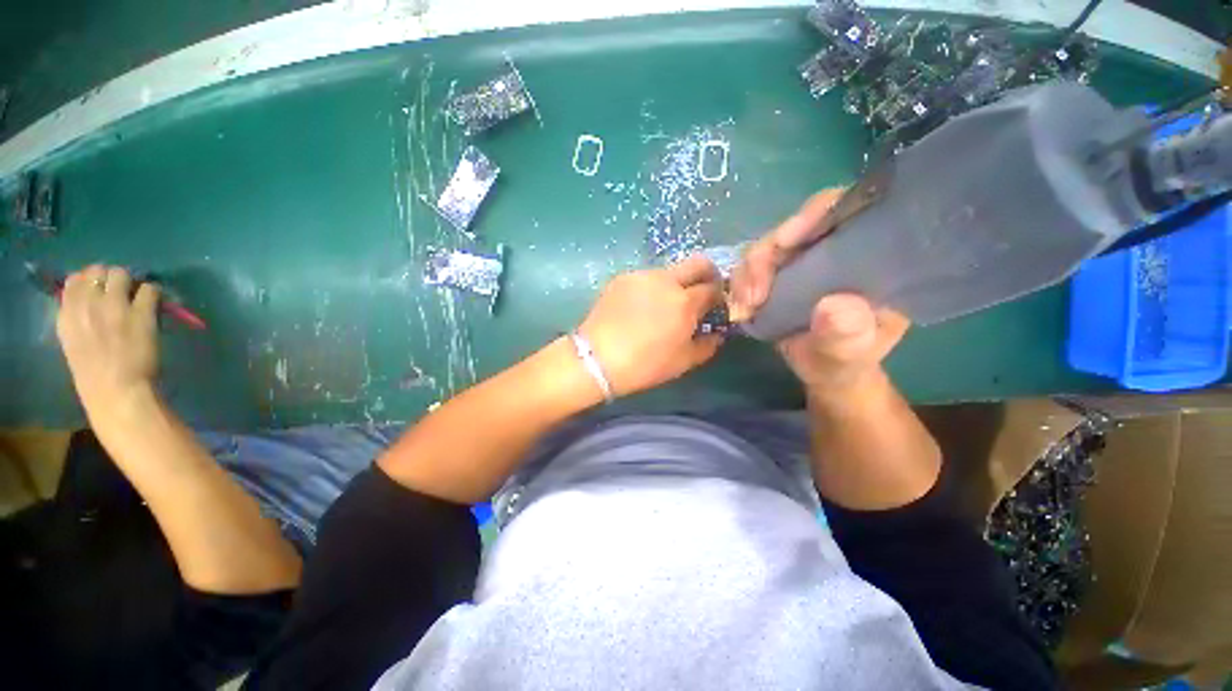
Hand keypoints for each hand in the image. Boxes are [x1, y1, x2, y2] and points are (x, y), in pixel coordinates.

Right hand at [56, 265, 161, 411]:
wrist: (116, 390)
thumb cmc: (94, 375)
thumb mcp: (73, 341)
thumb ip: (78, 318)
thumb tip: (90, 300)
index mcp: (66, 315)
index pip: (73, 280)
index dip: (90, 280)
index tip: (99, 288)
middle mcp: (87, 304)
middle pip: (98, 271)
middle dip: (110, 277)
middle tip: (121, 290)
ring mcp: (114, 306)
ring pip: (122, 274)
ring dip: (131, 282)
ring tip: (136, 296)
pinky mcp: (140, 313)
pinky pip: (149, 289)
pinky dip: (152, 293)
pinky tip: (153, 305)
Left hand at [579, 255, 723, 396]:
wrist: (597, 358)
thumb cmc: (645, 364)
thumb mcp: (682, 362)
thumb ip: (707, 345)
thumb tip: (716, 334)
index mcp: (685, 301)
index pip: (713, 288)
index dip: (719, 297)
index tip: (715, 307)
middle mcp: (666, 280)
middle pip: (698, 263)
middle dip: (707, 275)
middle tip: (701, 293)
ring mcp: (642, 276)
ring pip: (670, 270)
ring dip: (676, 283)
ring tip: (664, 305)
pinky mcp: (622, 278)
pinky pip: (646, 278)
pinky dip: (652, 288)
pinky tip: (641, 307)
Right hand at [729, 190, 908, 392]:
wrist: (825, 372)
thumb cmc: (847, 361)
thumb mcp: (852, 353)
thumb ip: (847, 335)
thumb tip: (832, 306)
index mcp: (868, 255)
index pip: (844, 211)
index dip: (812, 215)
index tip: (784, 243)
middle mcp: (832, 248)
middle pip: (793, 228)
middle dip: (765, 255)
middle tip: (752, 296)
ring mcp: (801, 261)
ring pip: (765, 247)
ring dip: (747, 273)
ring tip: (745, 308)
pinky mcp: (777, 275)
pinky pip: (750, 268)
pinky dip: (739, 285)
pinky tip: (740, 308)